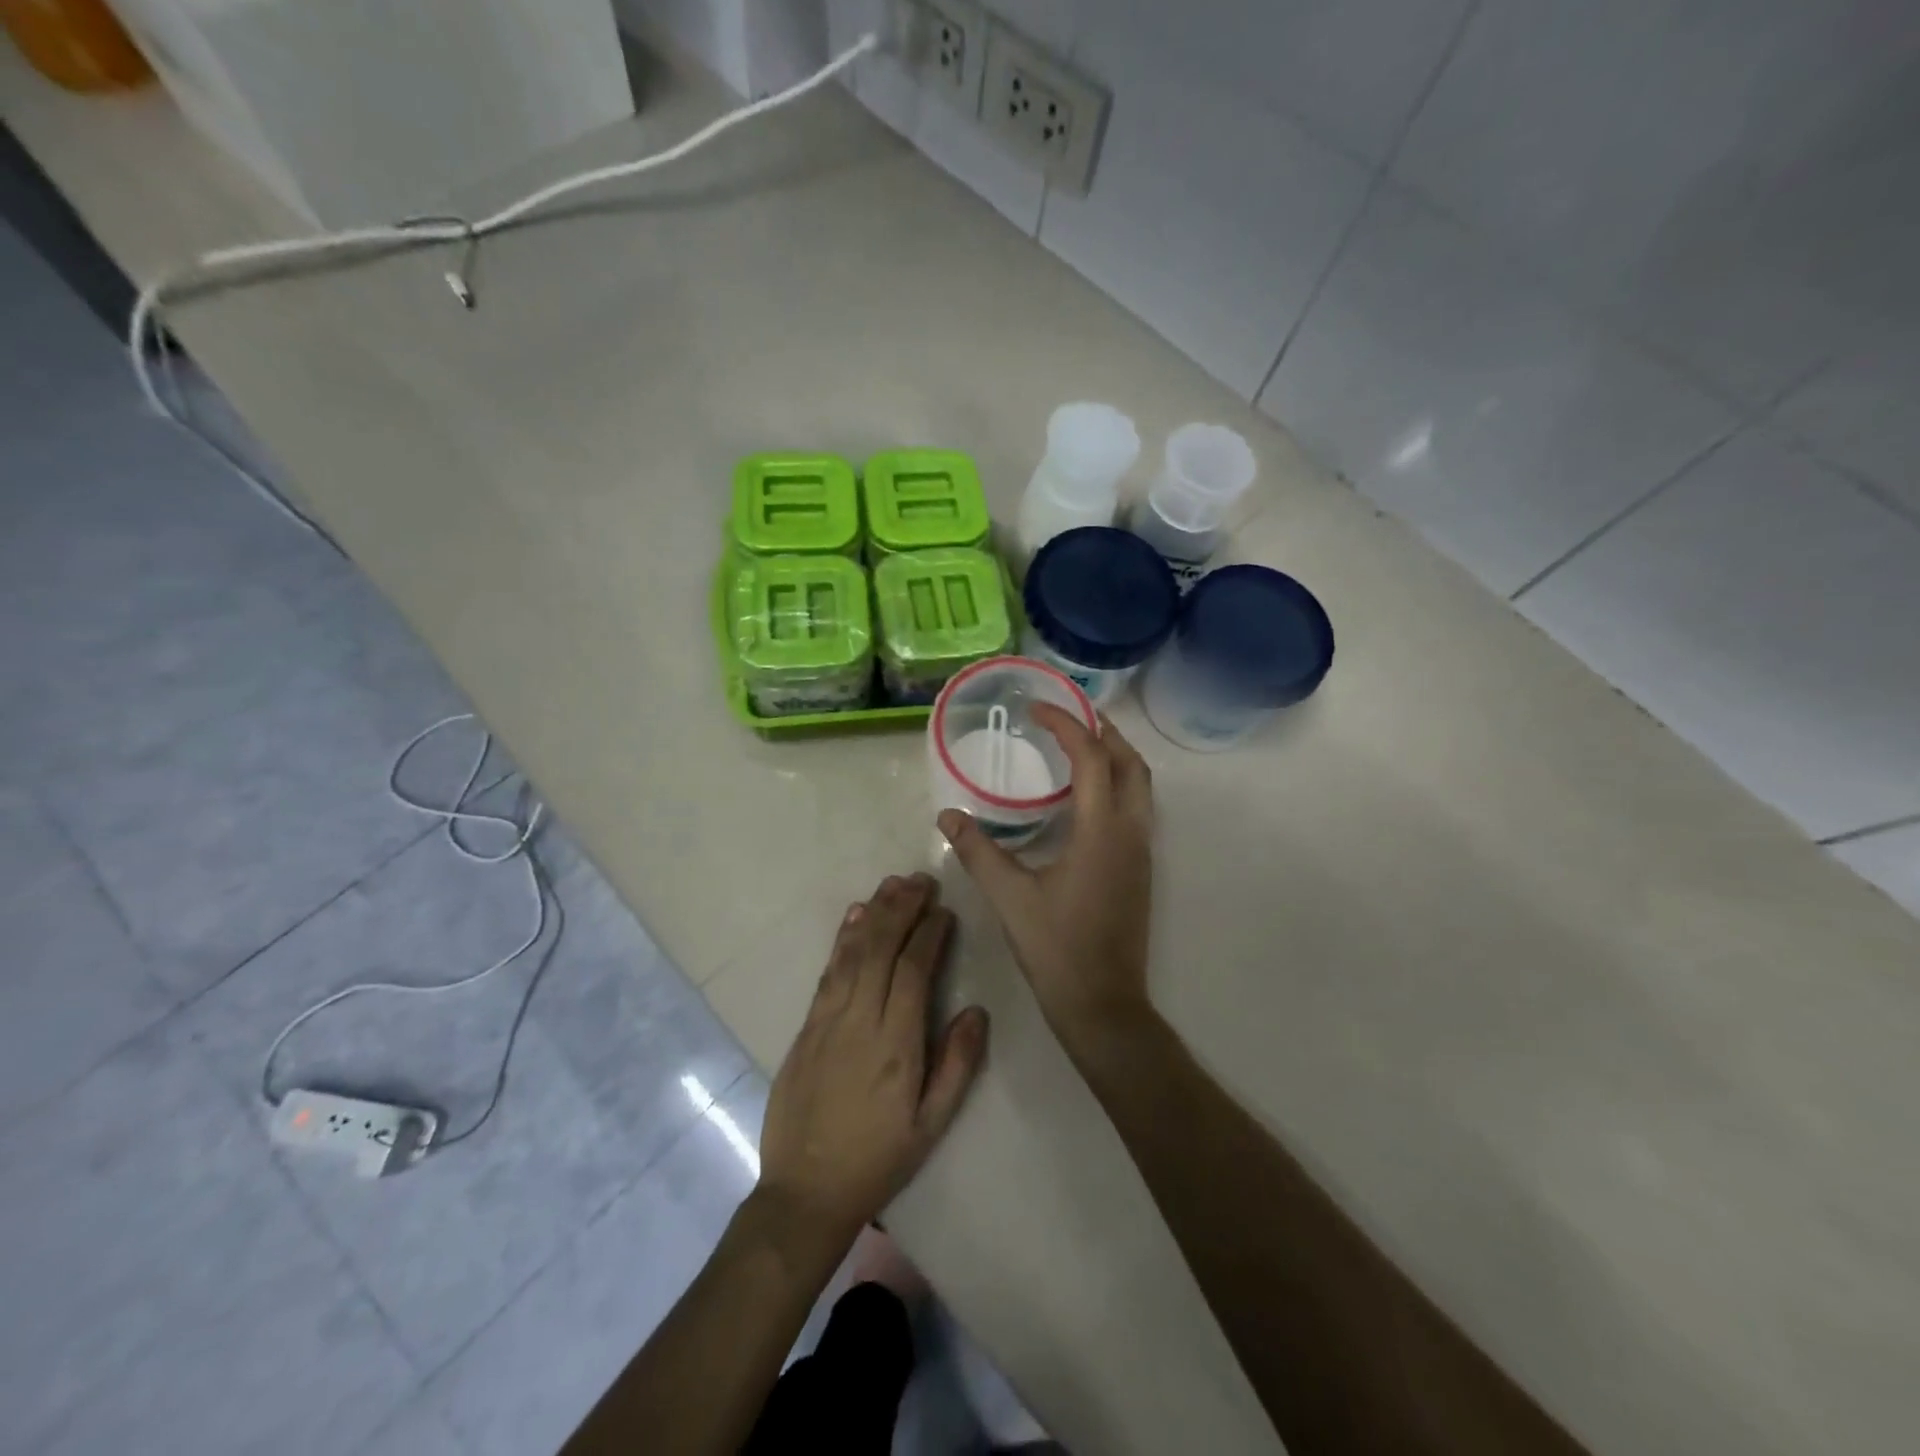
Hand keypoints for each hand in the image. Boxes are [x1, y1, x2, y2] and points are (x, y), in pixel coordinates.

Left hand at [758, 874, 989, 1252]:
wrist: (805, 1192)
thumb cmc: (878, 1160)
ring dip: (873, 914)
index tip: (944, 910)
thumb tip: (976, 1011)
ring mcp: (827, 1021)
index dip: (929, 935)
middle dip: (901, 910)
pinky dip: (842, 940)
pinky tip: (853, 918)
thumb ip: (956, 1066)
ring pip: (852, 953)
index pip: (913, 971)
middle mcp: (859, 1021)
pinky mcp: (806, 1027)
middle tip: (920, 880)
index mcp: (895, 1045)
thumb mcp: (930, 1125)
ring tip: (892, 886)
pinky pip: (827, 972)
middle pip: (880, 950)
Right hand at [937, 706, 1154, 1052]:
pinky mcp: (1141, 869)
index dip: (1067, 724)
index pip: (1092, 757)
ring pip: (1141, 785)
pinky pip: (1137, 808)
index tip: (1037, 707)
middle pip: (1131, 762)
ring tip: (1080, 744)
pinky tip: (1085, 797)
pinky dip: (1117, 783)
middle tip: (1069, 714)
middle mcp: (1131, 832)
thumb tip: (948, 816)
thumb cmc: (1057, 948)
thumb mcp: (1010, 897)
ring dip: (1116, 756)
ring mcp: (1142, 851)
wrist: (1104, 1004)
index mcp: (1102, 830)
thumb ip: (978, 851)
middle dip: (1104, 730)